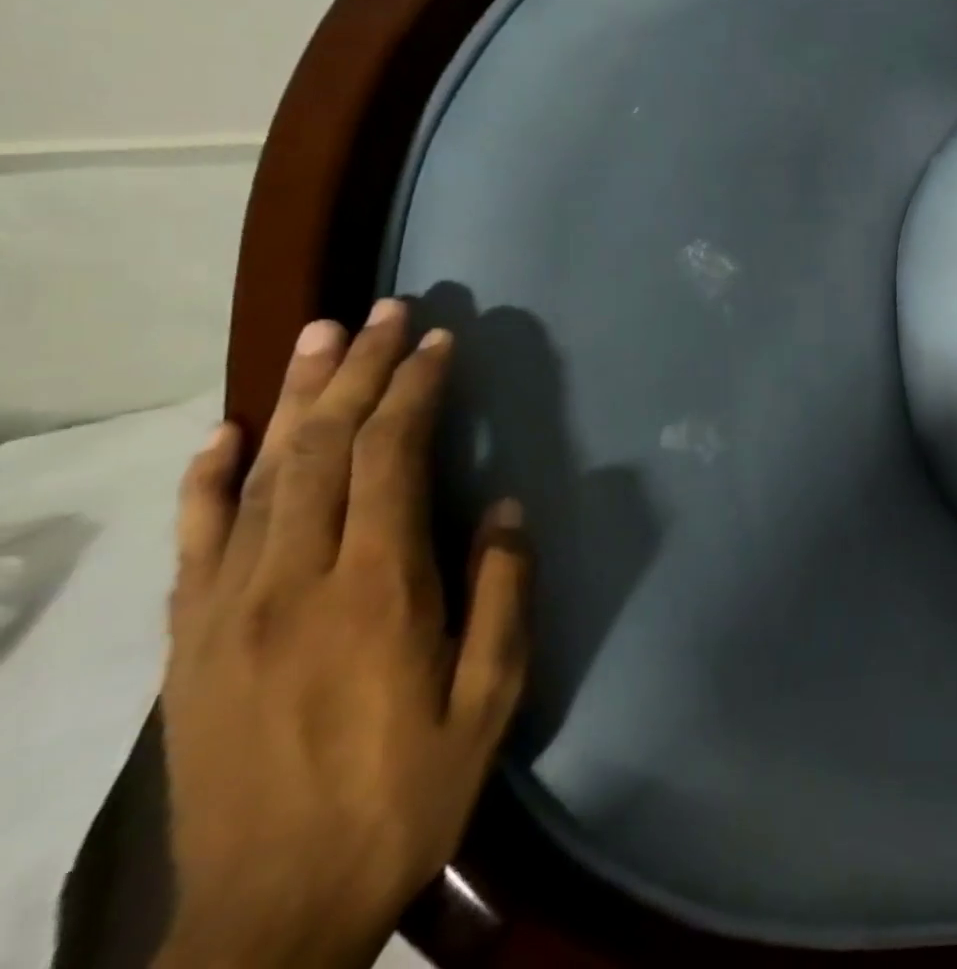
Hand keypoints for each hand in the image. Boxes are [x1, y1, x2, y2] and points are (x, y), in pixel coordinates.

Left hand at [157, 300, 528, 968]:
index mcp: (374, 592)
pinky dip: (208, 476)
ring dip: (294, 397)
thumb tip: (502, 509)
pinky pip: (194, 539)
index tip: (436, 342)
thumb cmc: (405, 791)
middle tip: (383, 310)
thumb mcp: (489, 697)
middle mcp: (291, 582)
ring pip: (259, 476)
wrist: (270, 913)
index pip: (390, 459)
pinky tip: (226, 431)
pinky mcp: (190, 641)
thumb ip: (501, 593)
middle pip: (322, 448)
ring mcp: (227, 609)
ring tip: (318, 334)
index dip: (413, 390)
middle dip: (357, 370)